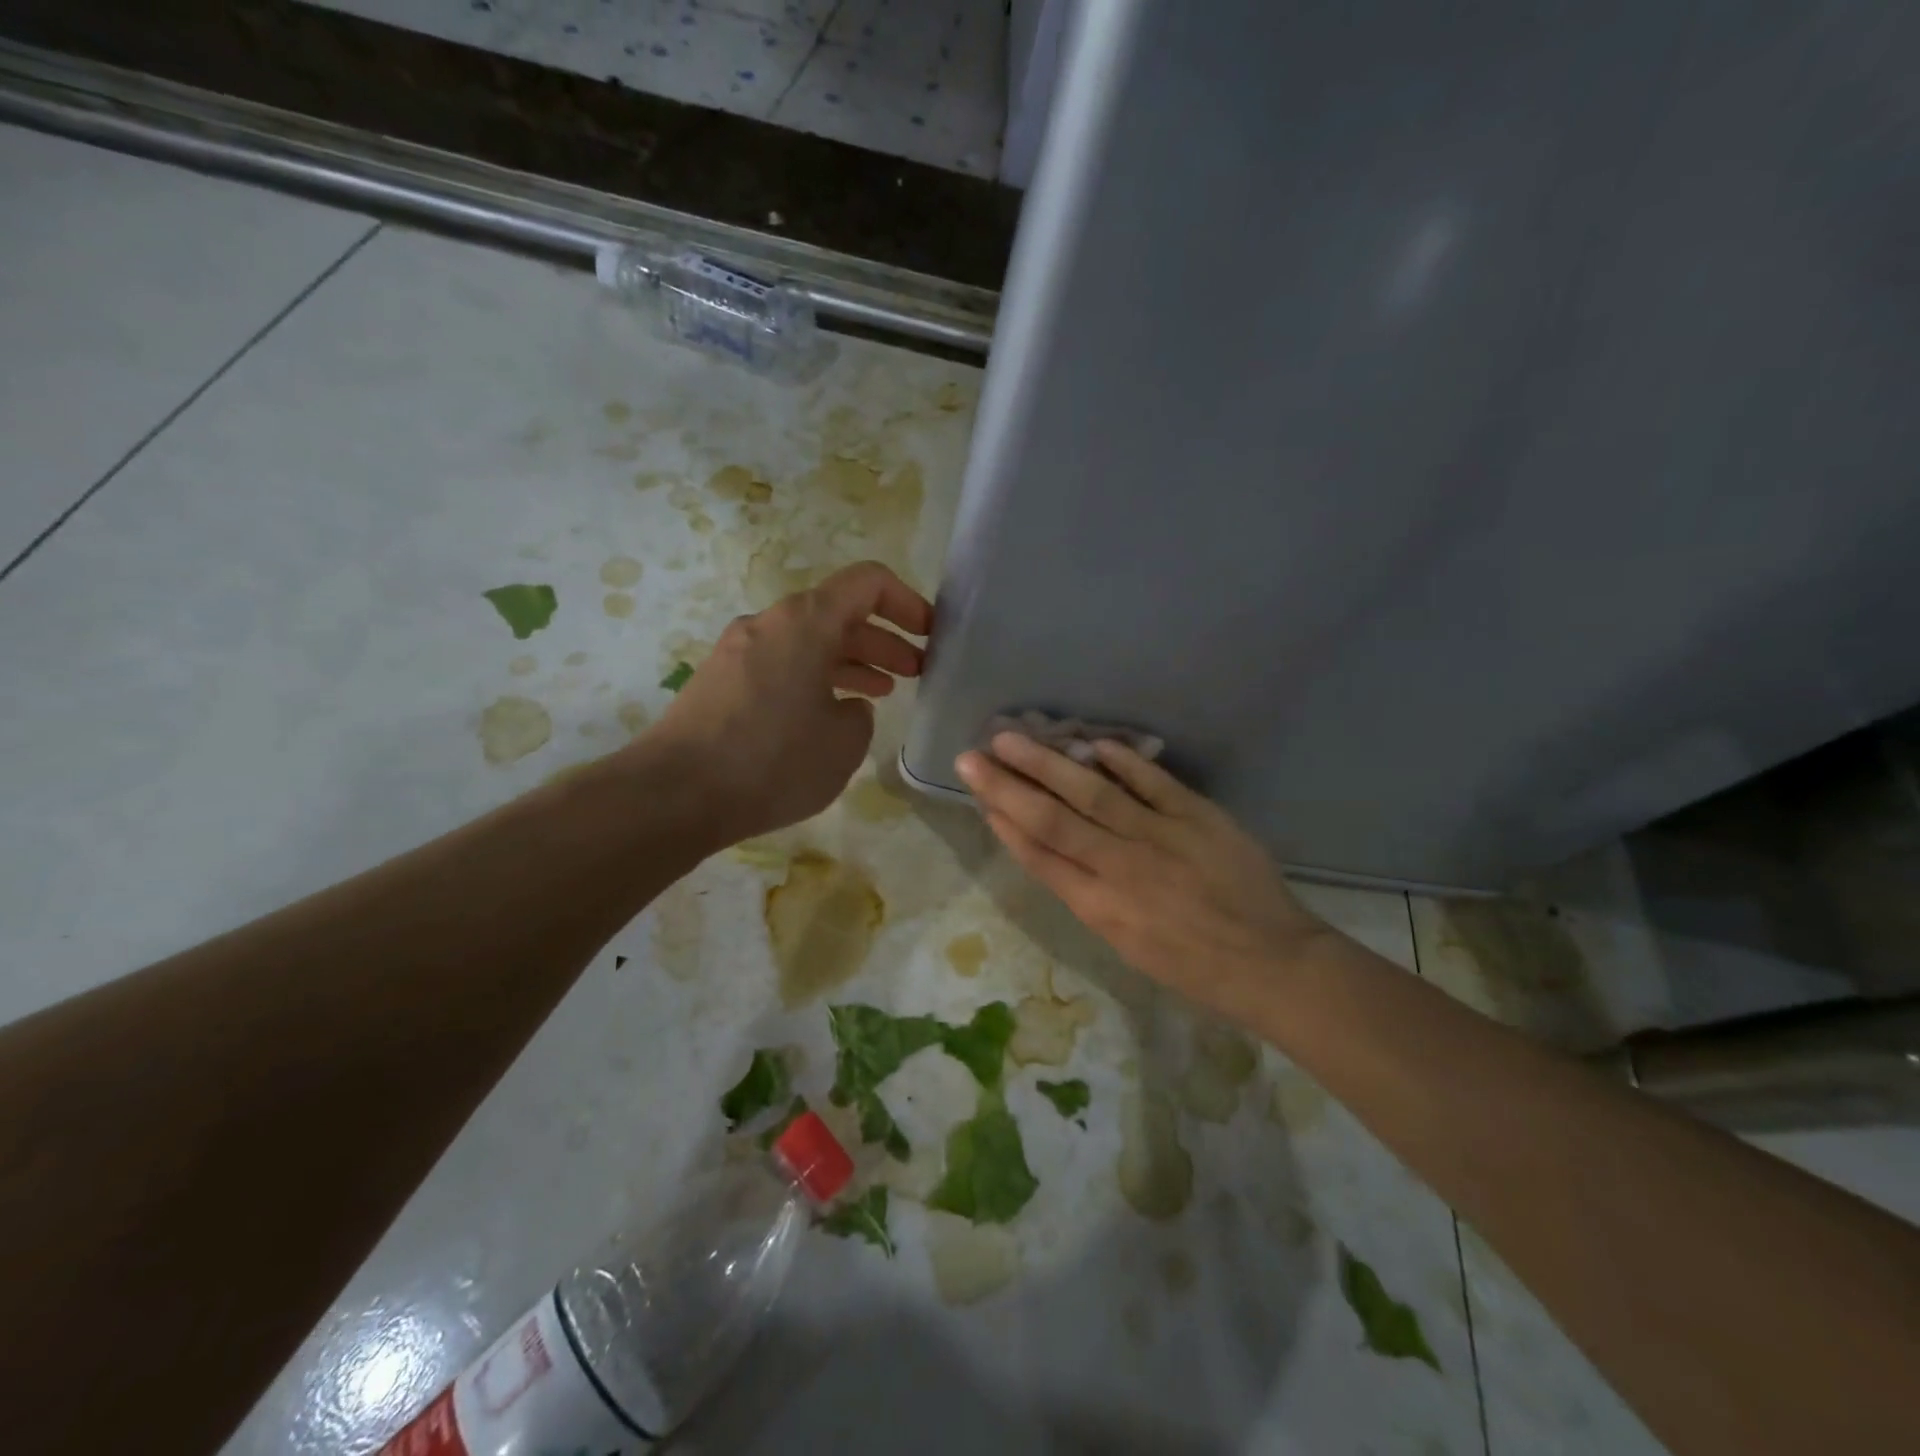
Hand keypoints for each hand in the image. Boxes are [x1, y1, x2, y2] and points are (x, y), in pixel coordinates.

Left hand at [646, 562, 931, 844]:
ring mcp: (739, 650)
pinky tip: (827, 713)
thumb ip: (861, 714)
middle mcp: (770, 623)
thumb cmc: (773, 761)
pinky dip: (814, 678)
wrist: (674, 794)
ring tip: (882, 691)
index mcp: (806, 622)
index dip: (908, 602)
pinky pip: (780, 664)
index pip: (868, 582)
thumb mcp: (844, 744)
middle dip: (883, 639)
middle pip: (838, 613)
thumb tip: (846, 706)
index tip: (930, 635)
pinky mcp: (720, 681)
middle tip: (916, 671)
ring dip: (850, 660)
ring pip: (808, 642)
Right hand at [955, 734, 1329, 1007]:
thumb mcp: (1126, 945)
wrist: (1271, 963)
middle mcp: (1122, 868)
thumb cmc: (1192, 966)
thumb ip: (1087, 895)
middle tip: (972, 756)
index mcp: (1101, 908)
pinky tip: (1093, 742)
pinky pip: (1154, 782)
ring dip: (1049, 763)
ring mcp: (1161, 837)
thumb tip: (1051, 850)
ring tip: (1012, 737)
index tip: (978, 795)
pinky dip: (1123, 761)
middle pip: (1053, 820)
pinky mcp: (1198, 816)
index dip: (1005, 823)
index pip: (1040, 856)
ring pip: (1093, 793)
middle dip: (1008, 786)